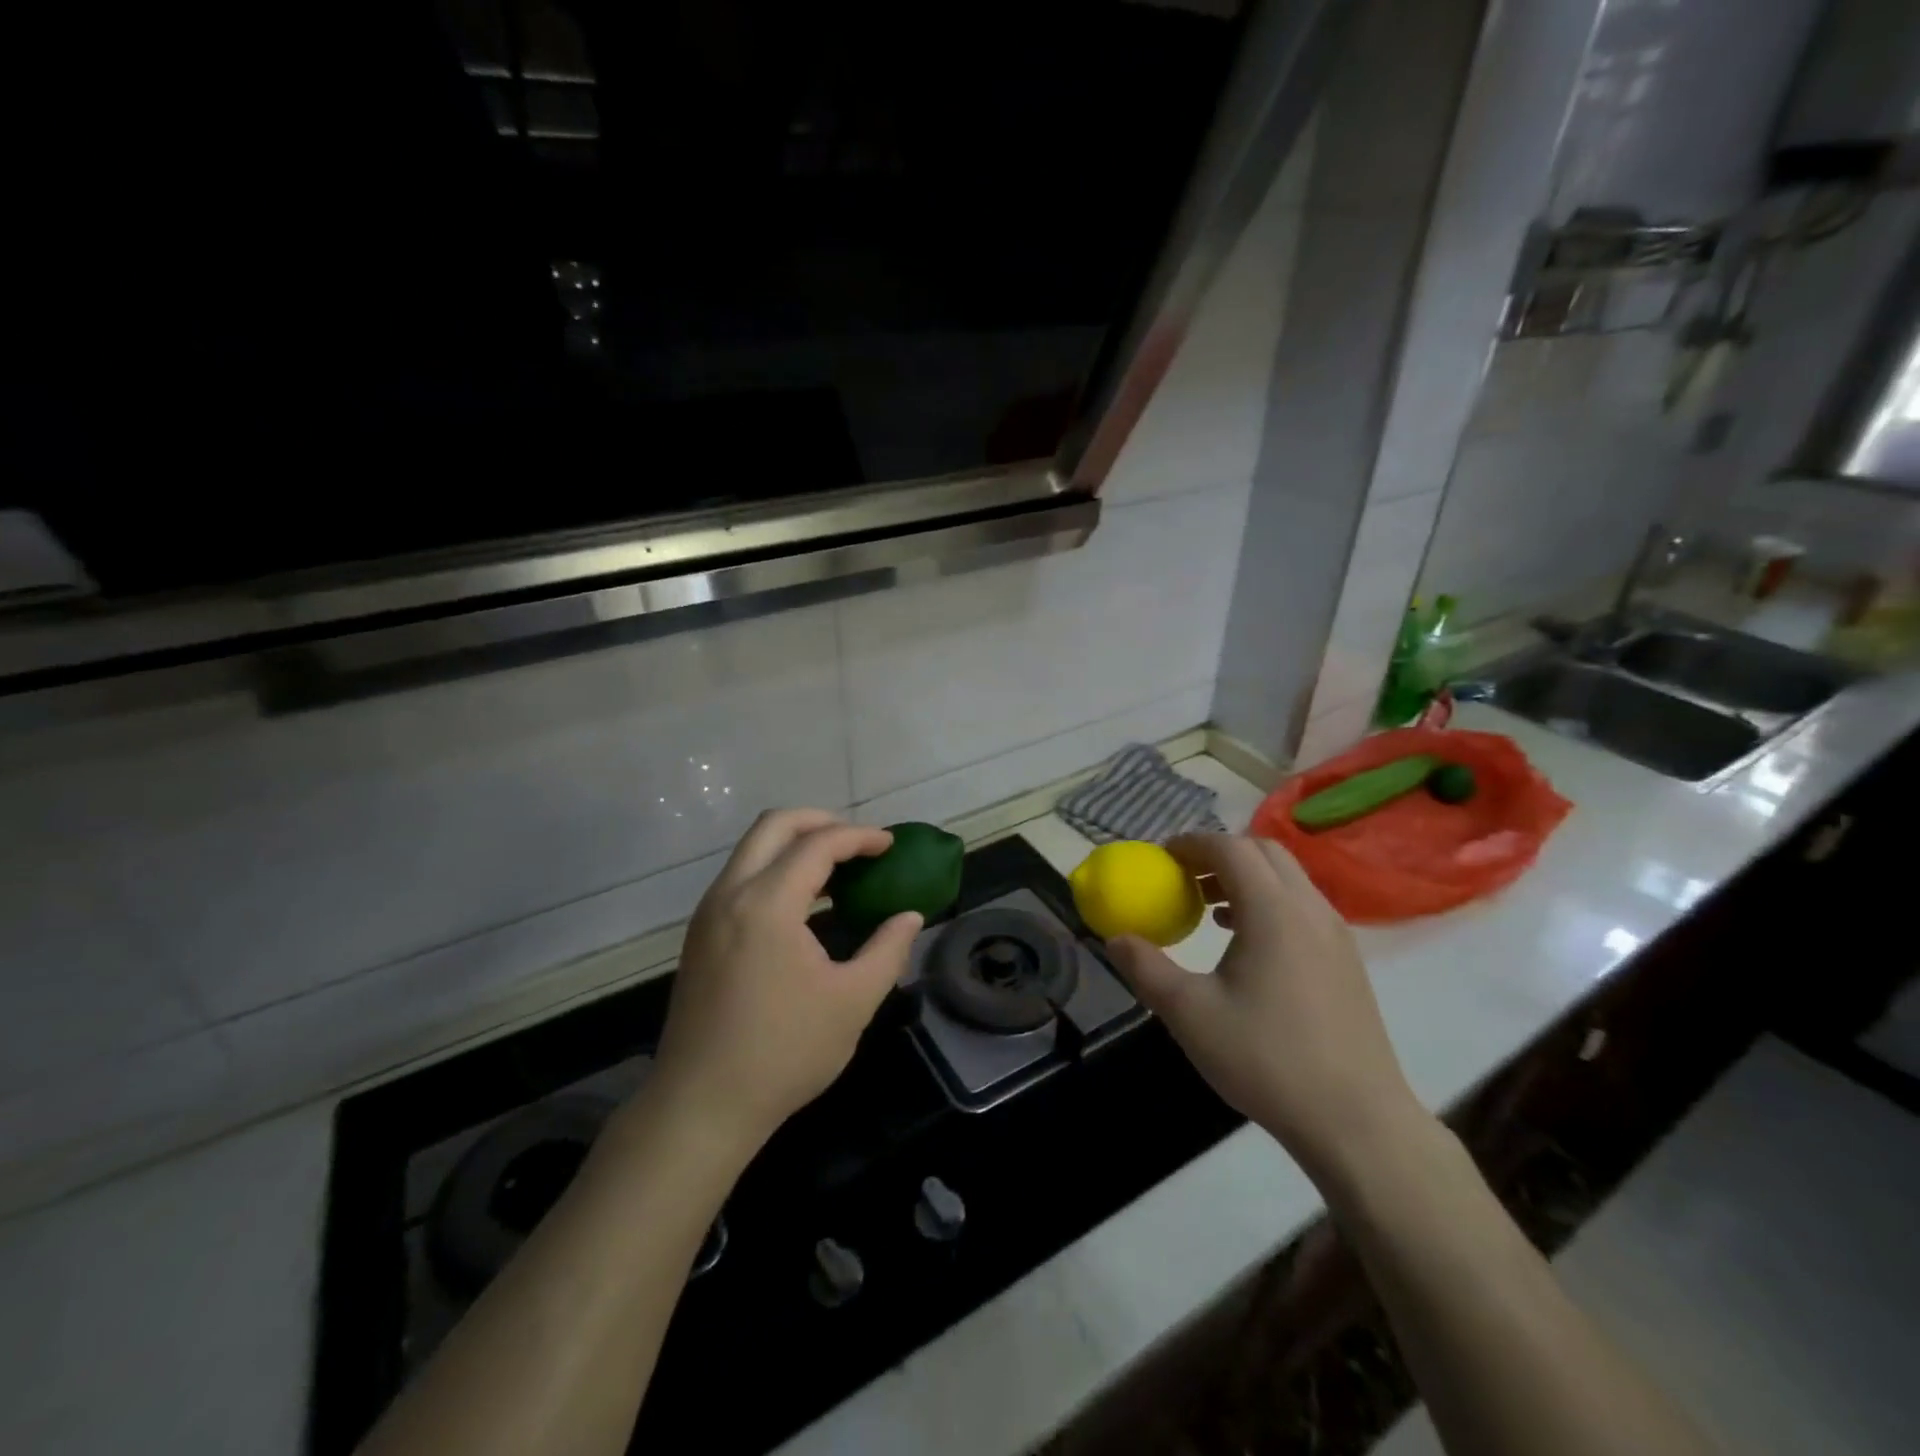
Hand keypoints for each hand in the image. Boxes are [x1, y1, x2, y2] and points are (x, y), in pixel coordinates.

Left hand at [648, 810, 921, 1153]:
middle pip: (774, 825)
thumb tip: (909, 917)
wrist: (700, 1106)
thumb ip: (888, 950)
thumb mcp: (852, 1002)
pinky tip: (804, 903)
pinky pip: (740, 877)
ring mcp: (708, 913)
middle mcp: (730, 894)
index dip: (859, 837)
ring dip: (795, 845)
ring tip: (838, 870)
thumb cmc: (783, 1053)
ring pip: (752, 849)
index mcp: (767, 904)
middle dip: (821, 821)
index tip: (890, 845)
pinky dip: (775, 869)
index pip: (818, 844)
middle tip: (859, 843)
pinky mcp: (699, 934)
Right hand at [1105, 834, 1424, 1178]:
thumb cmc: (1267, 1060)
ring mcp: (1336, 935)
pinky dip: (1268, 903)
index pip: (1230, 848)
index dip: (1191, 844)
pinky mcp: (1346, 961)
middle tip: (1183, 878)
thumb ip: (1146, 968)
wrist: (1357, 1122)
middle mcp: (1309, 909)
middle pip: (1263, 852)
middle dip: (1219, 853)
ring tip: (1209, 909)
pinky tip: (1246, 944)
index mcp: (1273, 911)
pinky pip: (1302, 907)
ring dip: (1245, 878)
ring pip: (1287, 879)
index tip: (1160, 858)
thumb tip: (1116, 938)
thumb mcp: (1189, 1014)